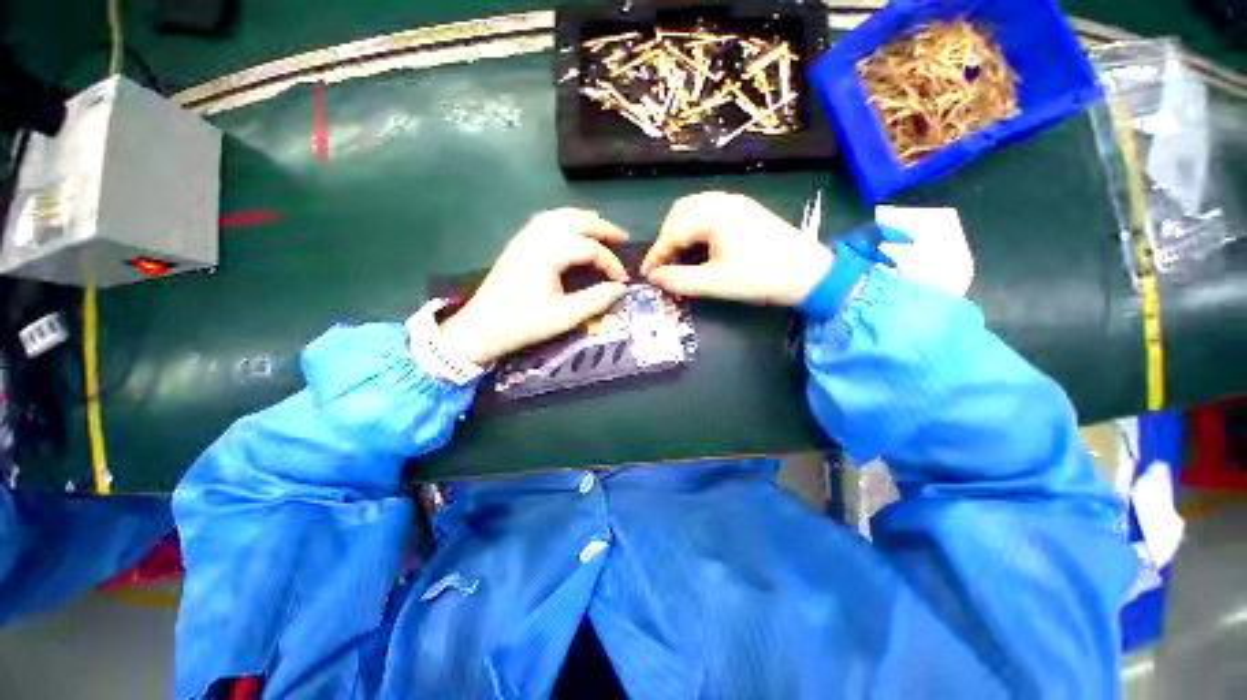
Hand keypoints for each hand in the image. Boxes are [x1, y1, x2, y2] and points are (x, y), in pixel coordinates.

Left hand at [440, 208, 629, 363]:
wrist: (479, 328)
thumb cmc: (522, 325)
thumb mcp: (563, 317)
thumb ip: (595, 300)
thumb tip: (619, 288)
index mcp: (547, 255)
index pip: (589, 248)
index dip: (610, 262)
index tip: (622, 280)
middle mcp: (535, 239)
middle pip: (575, 221)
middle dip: (602, 227)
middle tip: (622, 237)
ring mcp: (523, 239)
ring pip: (558, 216)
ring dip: (583, 218)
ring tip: (601, 226)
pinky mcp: (516, 245)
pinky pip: (544, 221)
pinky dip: (564, 219)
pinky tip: (570, 229)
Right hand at [641, 192, 833, 305]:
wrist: (809, 272)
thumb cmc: (760, 277)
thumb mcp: (715, 283)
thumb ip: (679, 280)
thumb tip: (654, 277)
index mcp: (713, 214)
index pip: (672, 232)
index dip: (656, 254)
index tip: (646, 273)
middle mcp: (721, 200)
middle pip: (679, 213)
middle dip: (665, 239)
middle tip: (663, 264)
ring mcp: (734, 201)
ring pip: (693, 209)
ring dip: (678, 230)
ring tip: (677, 255)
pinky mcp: (744, 208)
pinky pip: (708, 210)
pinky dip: (694, 226)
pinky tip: (698, 244)